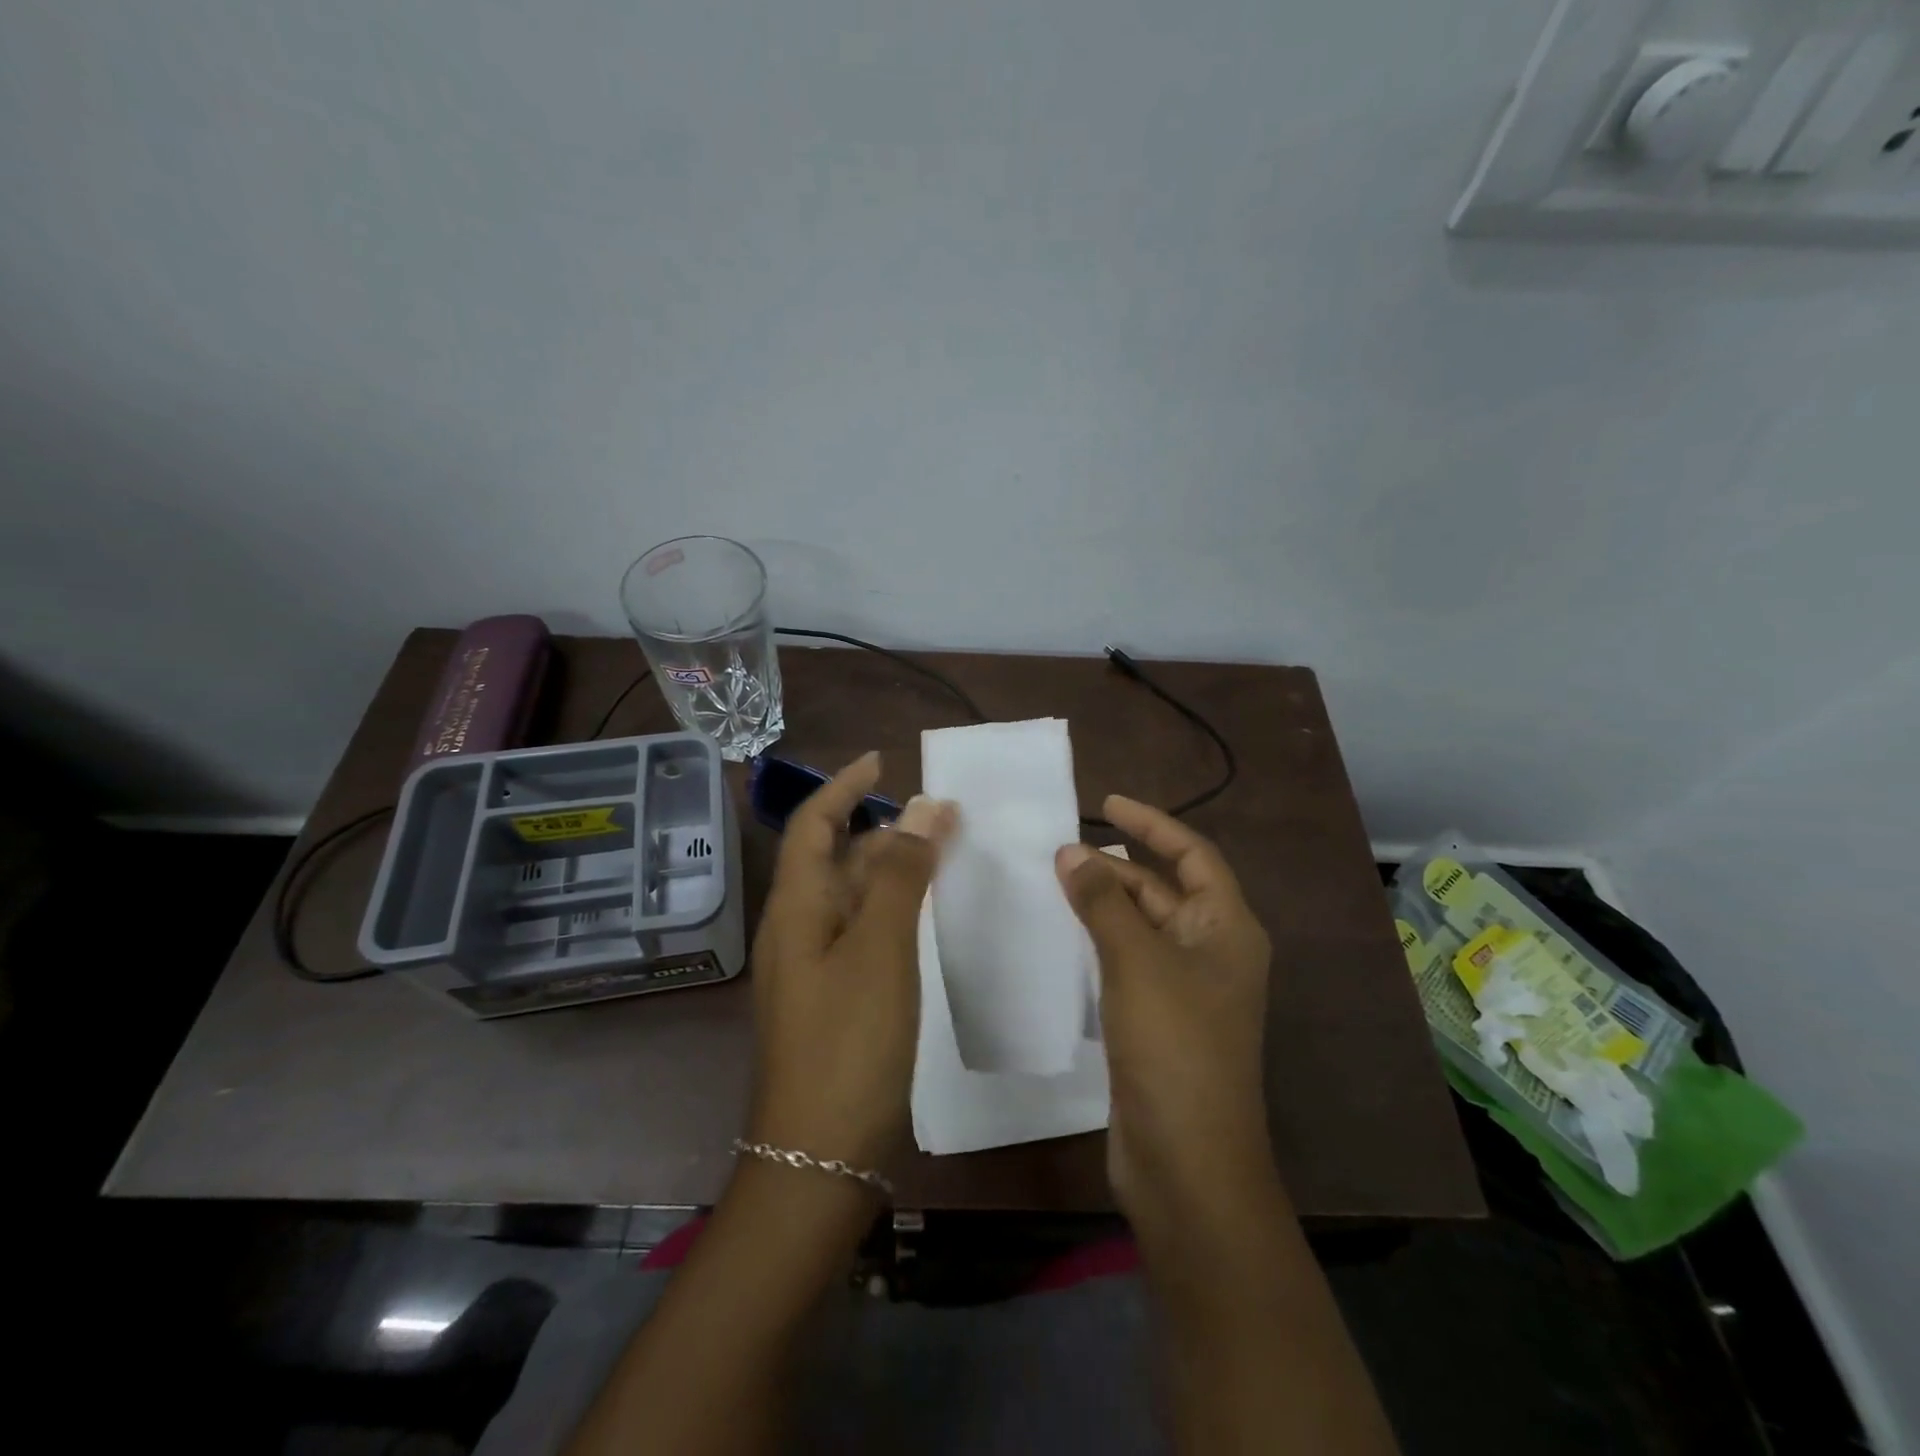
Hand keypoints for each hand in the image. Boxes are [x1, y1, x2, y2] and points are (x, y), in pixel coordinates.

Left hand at [746, 752, 955, 1171]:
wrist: (819, 1159)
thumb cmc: (849, 1042)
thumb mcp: (879, 948)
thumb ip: (900, 874)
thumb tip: (925, 806)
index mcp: (795, 908)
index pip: (814, 823)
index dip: (844, 787)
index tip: (883, 760)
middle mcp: (796, 929)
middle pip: (832, 857)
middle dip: (877, 826)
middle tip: (936, 814)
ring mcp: (812, 967)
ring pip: (849, 896)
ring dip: (887, 867)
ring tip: (939, 852)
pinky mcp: (832, 998)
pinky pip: (860, 932)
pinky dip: (890, 909)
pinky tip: (924, 916)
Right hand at [1055, 796, 1274, 1225]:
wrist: (1186, 1162)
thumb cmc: (1174, 1046)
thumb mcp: (1136, 961)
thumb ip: (1102, 901)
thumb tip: (1071, 851)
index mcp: (1227, 928)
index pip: (1193, 855)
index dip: (1152, 824)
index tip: (1106, 803)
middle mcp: (1213, 951)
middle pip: (1164, 889)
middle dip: (1116, 867)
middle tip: (1060, 851)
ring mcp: (1187, 989)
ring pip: (1142, 927)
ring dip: (1104, 903)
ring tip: (1054, 882)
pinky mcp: (1159, 1020)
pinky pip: (1129, 961)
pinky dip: (1099, 941)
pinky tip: (1062, 935)